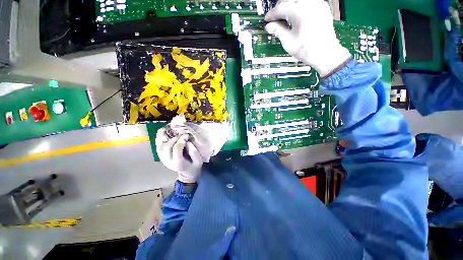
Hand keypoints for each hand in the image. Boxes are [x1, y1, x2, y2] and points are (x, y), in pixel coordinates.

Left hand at [156, 130, 203, 182]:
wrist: (187, 173)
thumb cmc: (194, 166)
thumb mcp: (199, 161)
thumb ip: (194, 152)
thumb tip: (188, 142)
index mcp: (178, 163)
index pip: (176, 149)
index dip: (181, 140)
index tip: (187, 136)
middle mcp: (168, 161)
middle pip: (167, 146)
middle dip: (174, 138)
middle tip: (182, 134)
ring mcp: (163, 159)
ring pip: (160, 146)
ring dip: (164, 136)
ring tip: (169, 128)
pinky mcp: (161, 156)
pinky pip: (158, 146)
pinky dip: (160, 138)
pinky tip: (164, 132)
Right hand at [264, 0, 350, 76]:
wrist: (325, 53)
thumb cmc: (306, 50)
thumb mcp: (288, 42)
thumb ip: (278, 31)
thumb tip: (269, 26)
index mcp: (300, 11)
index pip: (281, 7)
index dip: (272, 14)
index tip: (267, 20)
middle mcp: (310, 3)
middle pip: (289, 0)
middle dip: (280, 8)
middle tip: (275, 19)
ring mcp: (318, 4)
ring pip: (298, 0)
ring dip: (289, 7)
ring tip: (284, 19)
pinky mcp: (322, 7)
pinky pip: (307, 3)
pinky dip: (299, 7)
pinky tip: (295, 17)